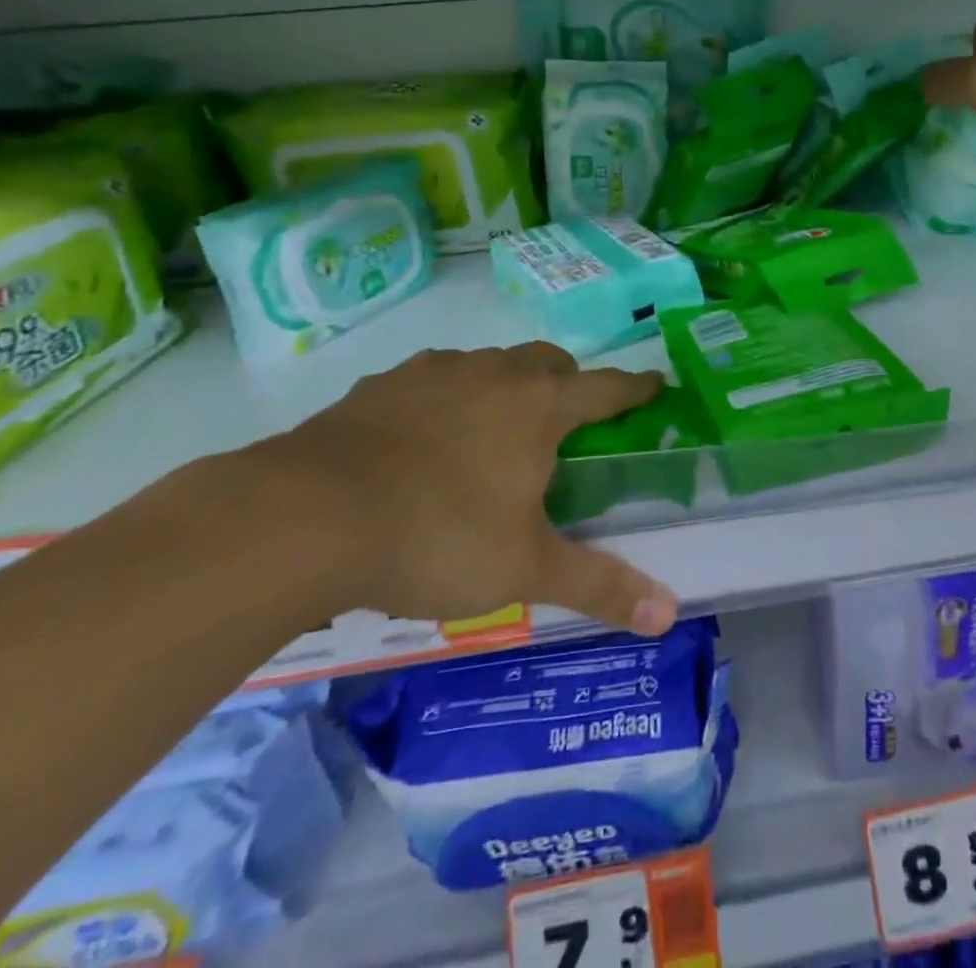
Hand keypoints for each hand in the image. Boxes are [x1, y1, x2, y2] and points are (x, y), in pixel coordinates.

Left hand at [248, 343, 674, 636]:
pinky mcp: (382, 385)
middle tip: (568, 418)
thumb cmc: (438, 536)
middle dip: (569, 381)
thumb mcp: (524, 571)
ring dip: (506, 384)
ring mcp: (434, 372)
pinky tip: (424, 436)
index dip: (636, 387)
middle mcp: (494, 374)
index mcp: (540, 406)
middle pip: (549, 361)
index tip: (656, 384)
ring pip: (490, 364)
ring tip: (495, 429)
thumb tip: (668, 615)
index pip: (607, 387)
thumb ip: (598, 586)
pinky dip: (447, 396)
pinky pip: (433, 379)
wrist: (307, 517)